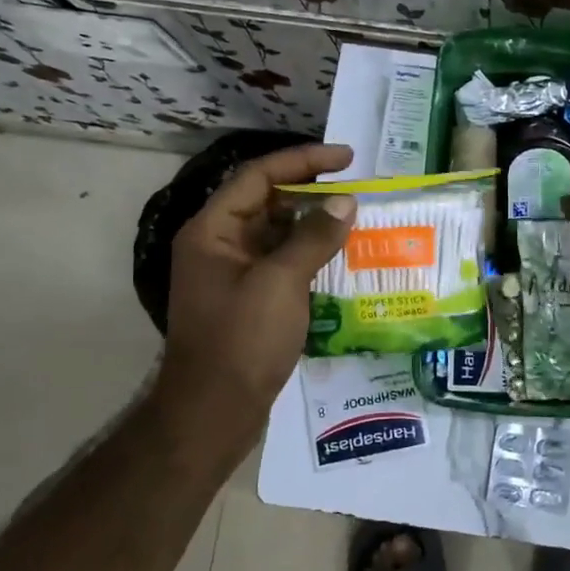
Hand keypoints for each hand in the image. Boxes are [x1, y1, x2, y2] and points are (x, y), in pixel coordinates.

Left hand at [151, 143, 355, 445]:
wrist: (214, 412)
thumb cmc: (241, 340)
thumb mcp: (281, 283)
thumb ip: (313, 237)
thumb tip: (345, 202)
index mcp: (213, 231)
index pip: (258, 176)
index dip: (303, 160)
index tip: (347, 158)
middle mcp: (219, 245)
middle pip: (267, 202)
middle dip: (311, 192)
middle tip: (356, 188)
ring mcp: (233, 274)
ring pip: (277, 234)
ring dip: (314, 225)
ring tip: (356, 219)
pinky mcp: (249, 300)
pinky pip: (282, 263)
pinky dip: (311, 255)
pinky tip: (342, 259)